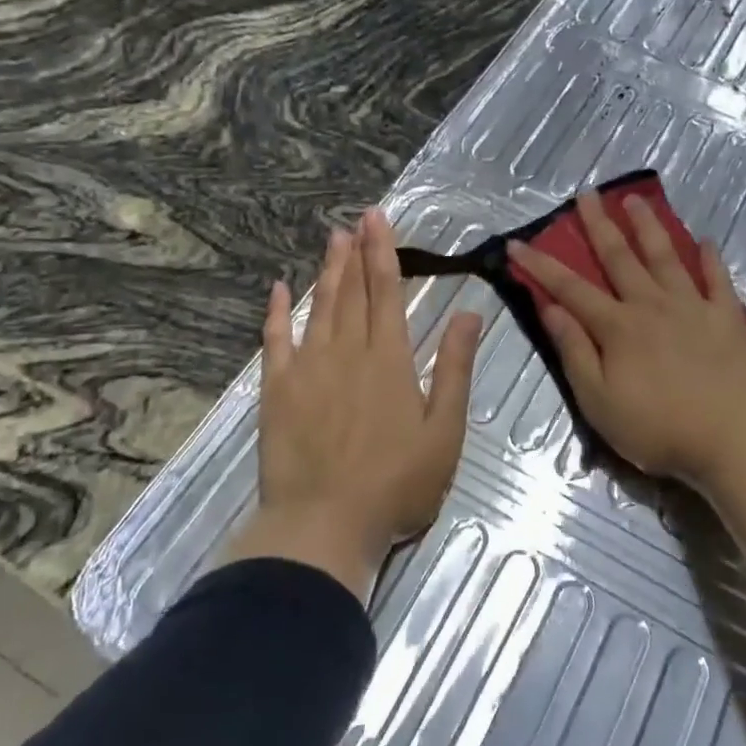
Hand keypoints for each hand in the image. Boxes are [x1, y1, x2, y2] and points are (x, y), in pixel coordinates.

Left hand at [226, 209, 483, 599]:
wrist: (324, 525)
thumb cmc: (396, 484)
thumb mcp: (445, 431)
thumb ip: (455, 368)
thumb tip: (470, 312)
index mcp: (390, 359)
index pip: (387, 291)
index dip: (383, 252)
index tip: (378, 219)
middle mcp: (347, 351)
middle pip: (353, 292)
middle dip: (356, 252)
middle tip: (357, 219)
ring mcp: (308, 368)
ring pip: (319, 307)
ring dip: (326, 272)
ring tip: (331, 240)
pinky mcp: (277, 390)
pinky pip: (275, 340)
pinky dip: (276, 311)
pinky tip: (278, 288)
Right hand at [508, 188, 745, 491]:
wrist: (731, 441)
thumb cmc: (657, 429)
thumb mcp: (598, 401)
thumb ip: (574, 351)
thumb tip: (550, 308)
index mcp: (617, 326)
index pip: (570, 288)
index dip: (541, 265)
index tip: (517, 242)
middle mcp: (652, 304)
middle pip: (619, 257)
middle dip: (599, 224)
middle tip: (587, 193)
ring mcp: (693, 306)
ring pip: (665, 257)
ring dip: (647, 227)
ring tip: (635, 200)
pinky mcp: (727, 316)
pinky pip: (717, 279)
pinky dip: (709, 258)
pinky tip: (704, 240)